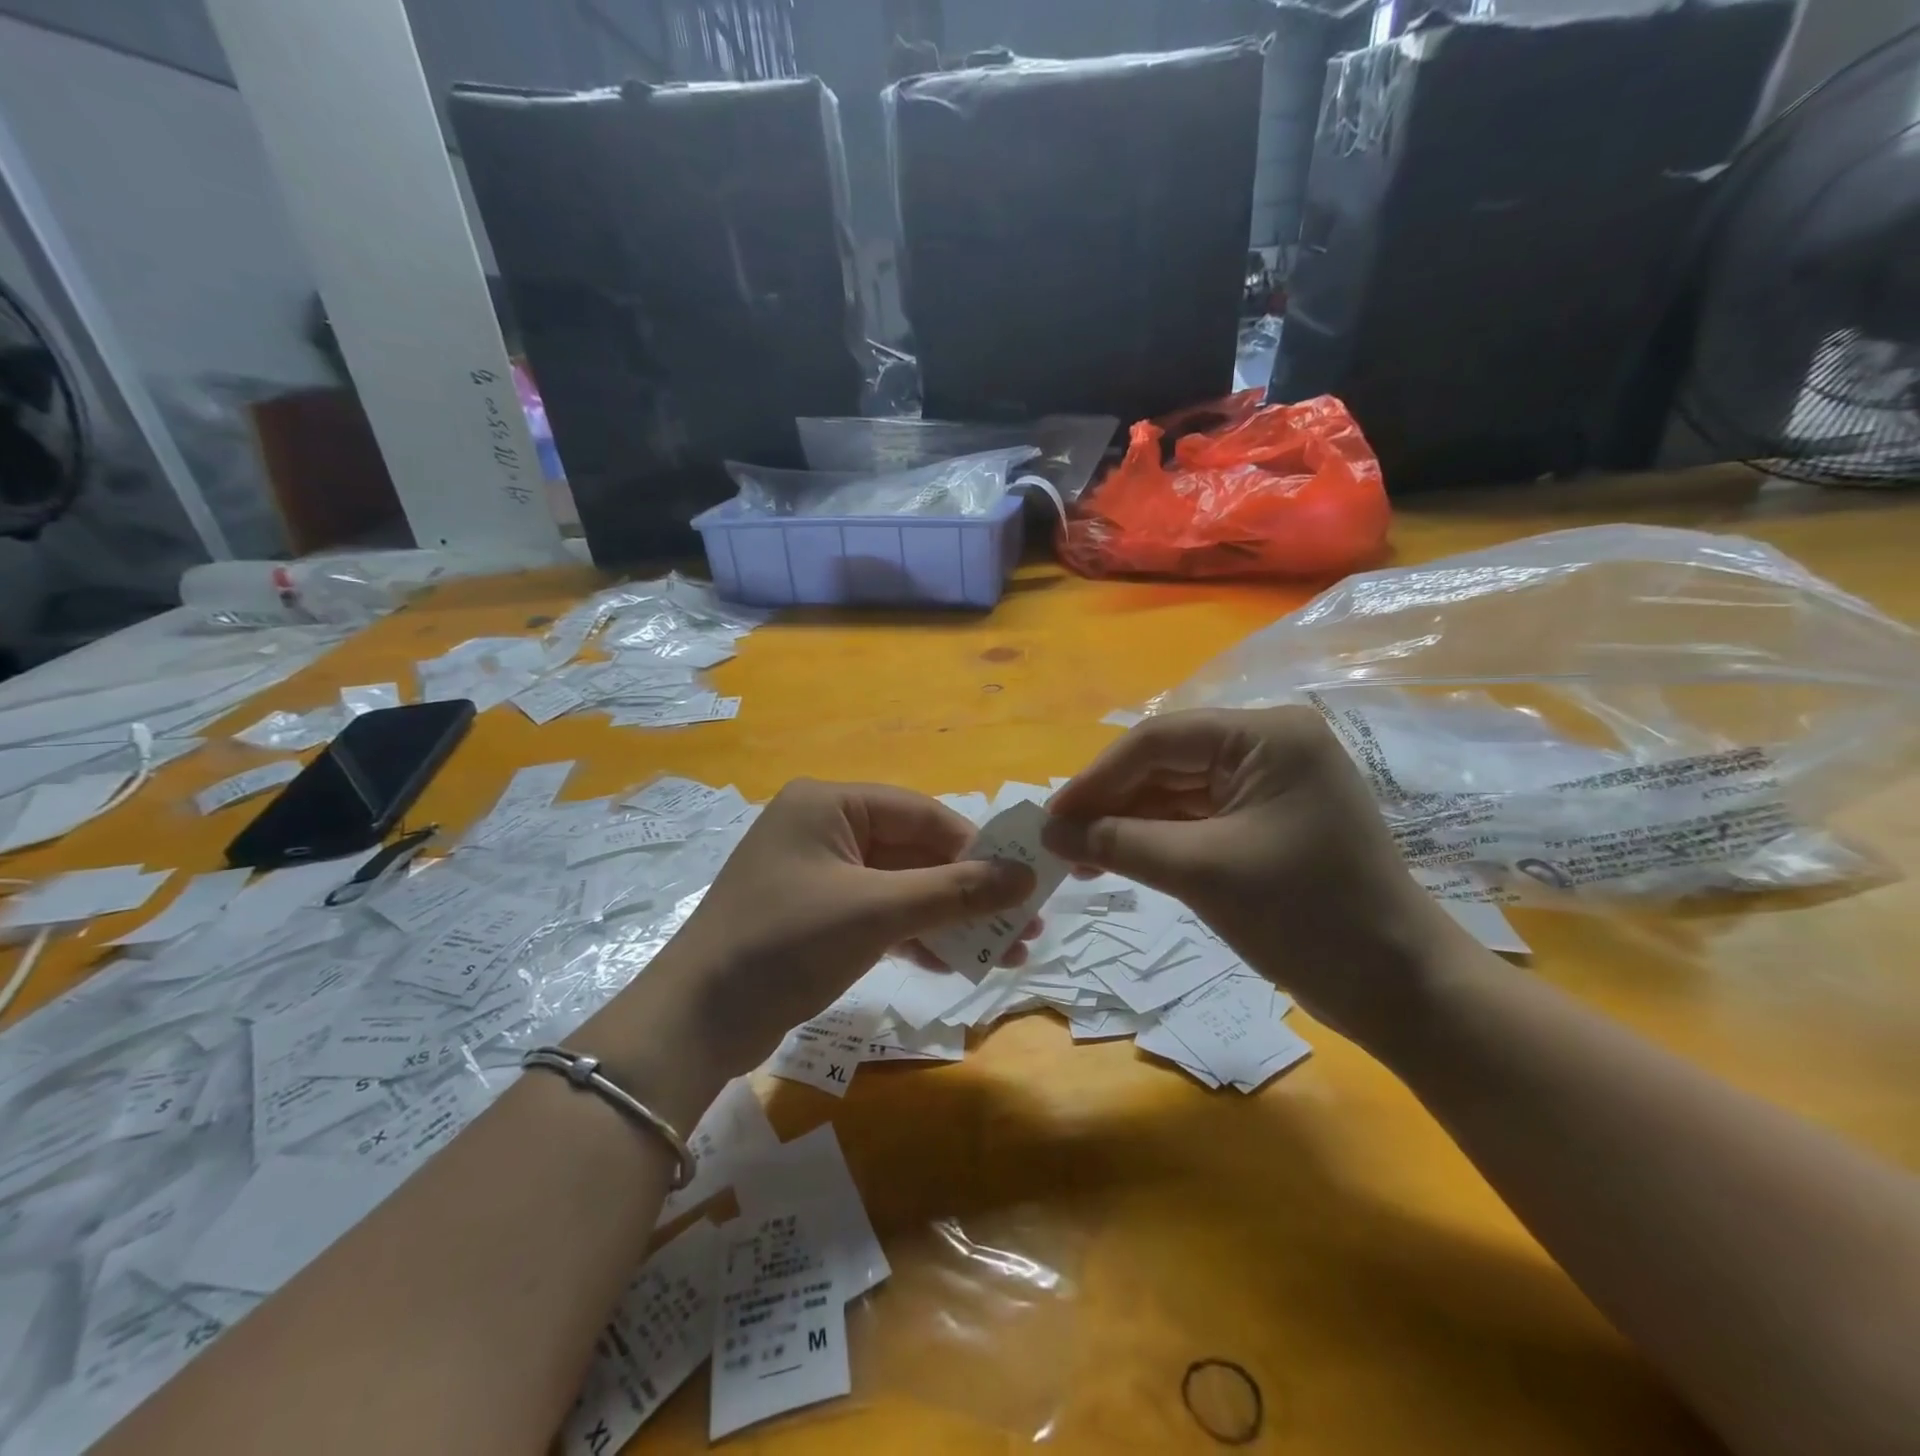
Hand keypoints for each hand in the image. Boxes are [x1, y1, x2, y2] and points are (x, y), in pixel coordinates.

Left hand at [631, 780, 1036, 1083]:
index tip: (1022, 882)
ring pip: (901, 887)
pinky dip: (914, 936)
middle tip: (1023, 924)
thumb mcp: (875, 912)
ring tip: (1004, 952)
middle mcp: (825, 829)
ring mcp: (819, 875)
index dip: (975, 847)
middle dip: (967, 891)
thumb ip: (954, 891)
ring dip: (948, 918)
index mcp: (829, 804)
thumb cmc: (785, 944)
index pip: (921, 814)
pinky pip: (879, 915)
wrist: (695, 1023)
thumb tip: (1026, 877)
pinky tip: (951, 962)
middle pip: (914, 852)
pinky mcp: (817, 917)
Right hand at [1043, 708, 1472, 1046]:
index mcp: (1266, 736)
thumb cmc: (1305, 915)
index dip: (1098, 777)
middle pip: (1166, 763)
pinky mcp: (1266, 821)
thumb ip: (1119, 842)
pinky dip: (1156, 839)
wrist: (1398, 988)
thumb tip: (1049, 832)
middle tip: (1058, 841)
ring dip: (1128, 823)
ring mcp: (1269, 784)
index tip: (1050, 816)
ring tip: (1078, 857)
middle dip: (1111, 802)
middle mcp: (1269, 746)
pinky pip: (1196, 818)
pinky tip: (1117, 858)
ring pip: (1176, 792)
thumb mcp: (1201, 872)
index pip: (1159, 740)